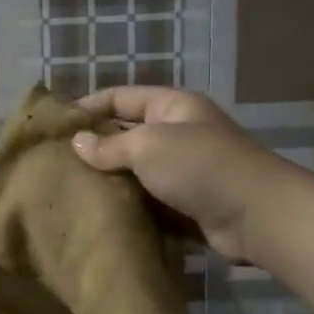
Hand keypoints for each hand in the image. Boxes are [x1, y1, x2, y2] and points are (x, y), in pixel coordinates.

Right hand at [70, 87, 284, 262]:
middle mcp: (178, 133)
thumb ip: (110, 145)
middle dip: (95, 146)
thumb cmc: (200, 166)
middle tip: (56, 162)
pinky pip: (149, 200)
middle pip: (128, 134)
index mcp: (172, 107)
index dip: (89, 106)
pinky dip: (128, 205)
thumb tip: (77, 143)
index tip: (55, 124)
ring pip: (136, 170)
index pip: (122, 97)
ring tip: (69, 189)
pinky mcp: (186, 204)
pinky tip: (99, 214)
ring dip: (109, 180)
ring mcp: (184, 170)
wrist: (257, 216)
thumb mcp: (149, 146)